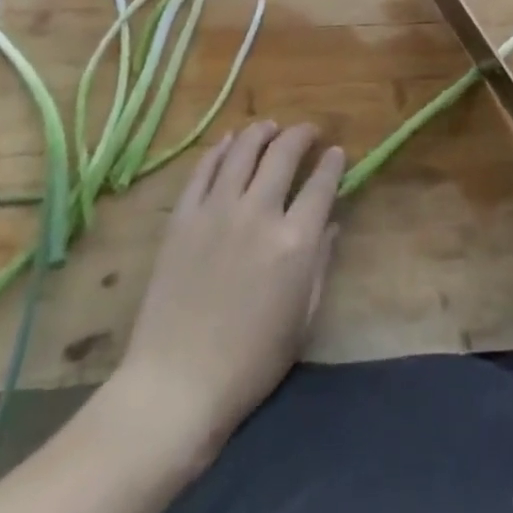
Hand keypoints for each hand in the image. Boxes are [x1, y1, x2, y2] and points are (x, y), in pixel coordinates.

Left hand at [114, 121, 343, 458]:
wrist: (175, 385)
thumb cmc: (249, 364)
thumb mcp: (301, 320)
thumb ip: (320, 264)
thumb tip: (329, 224)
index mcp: (294, 242)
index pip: (321, 184)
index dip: (333, 163)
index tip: (337, 152)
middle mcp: (259, 213)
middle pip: (284, 153)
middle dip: (301, 135)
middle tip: (308, 132)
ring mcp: (217, 210)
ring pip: (243, 150)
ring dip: (261, 132)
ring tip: (270, 127)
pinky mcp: (183, 216)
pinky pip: (204, 168)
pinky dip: (220, 149)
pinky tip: (230, 142)